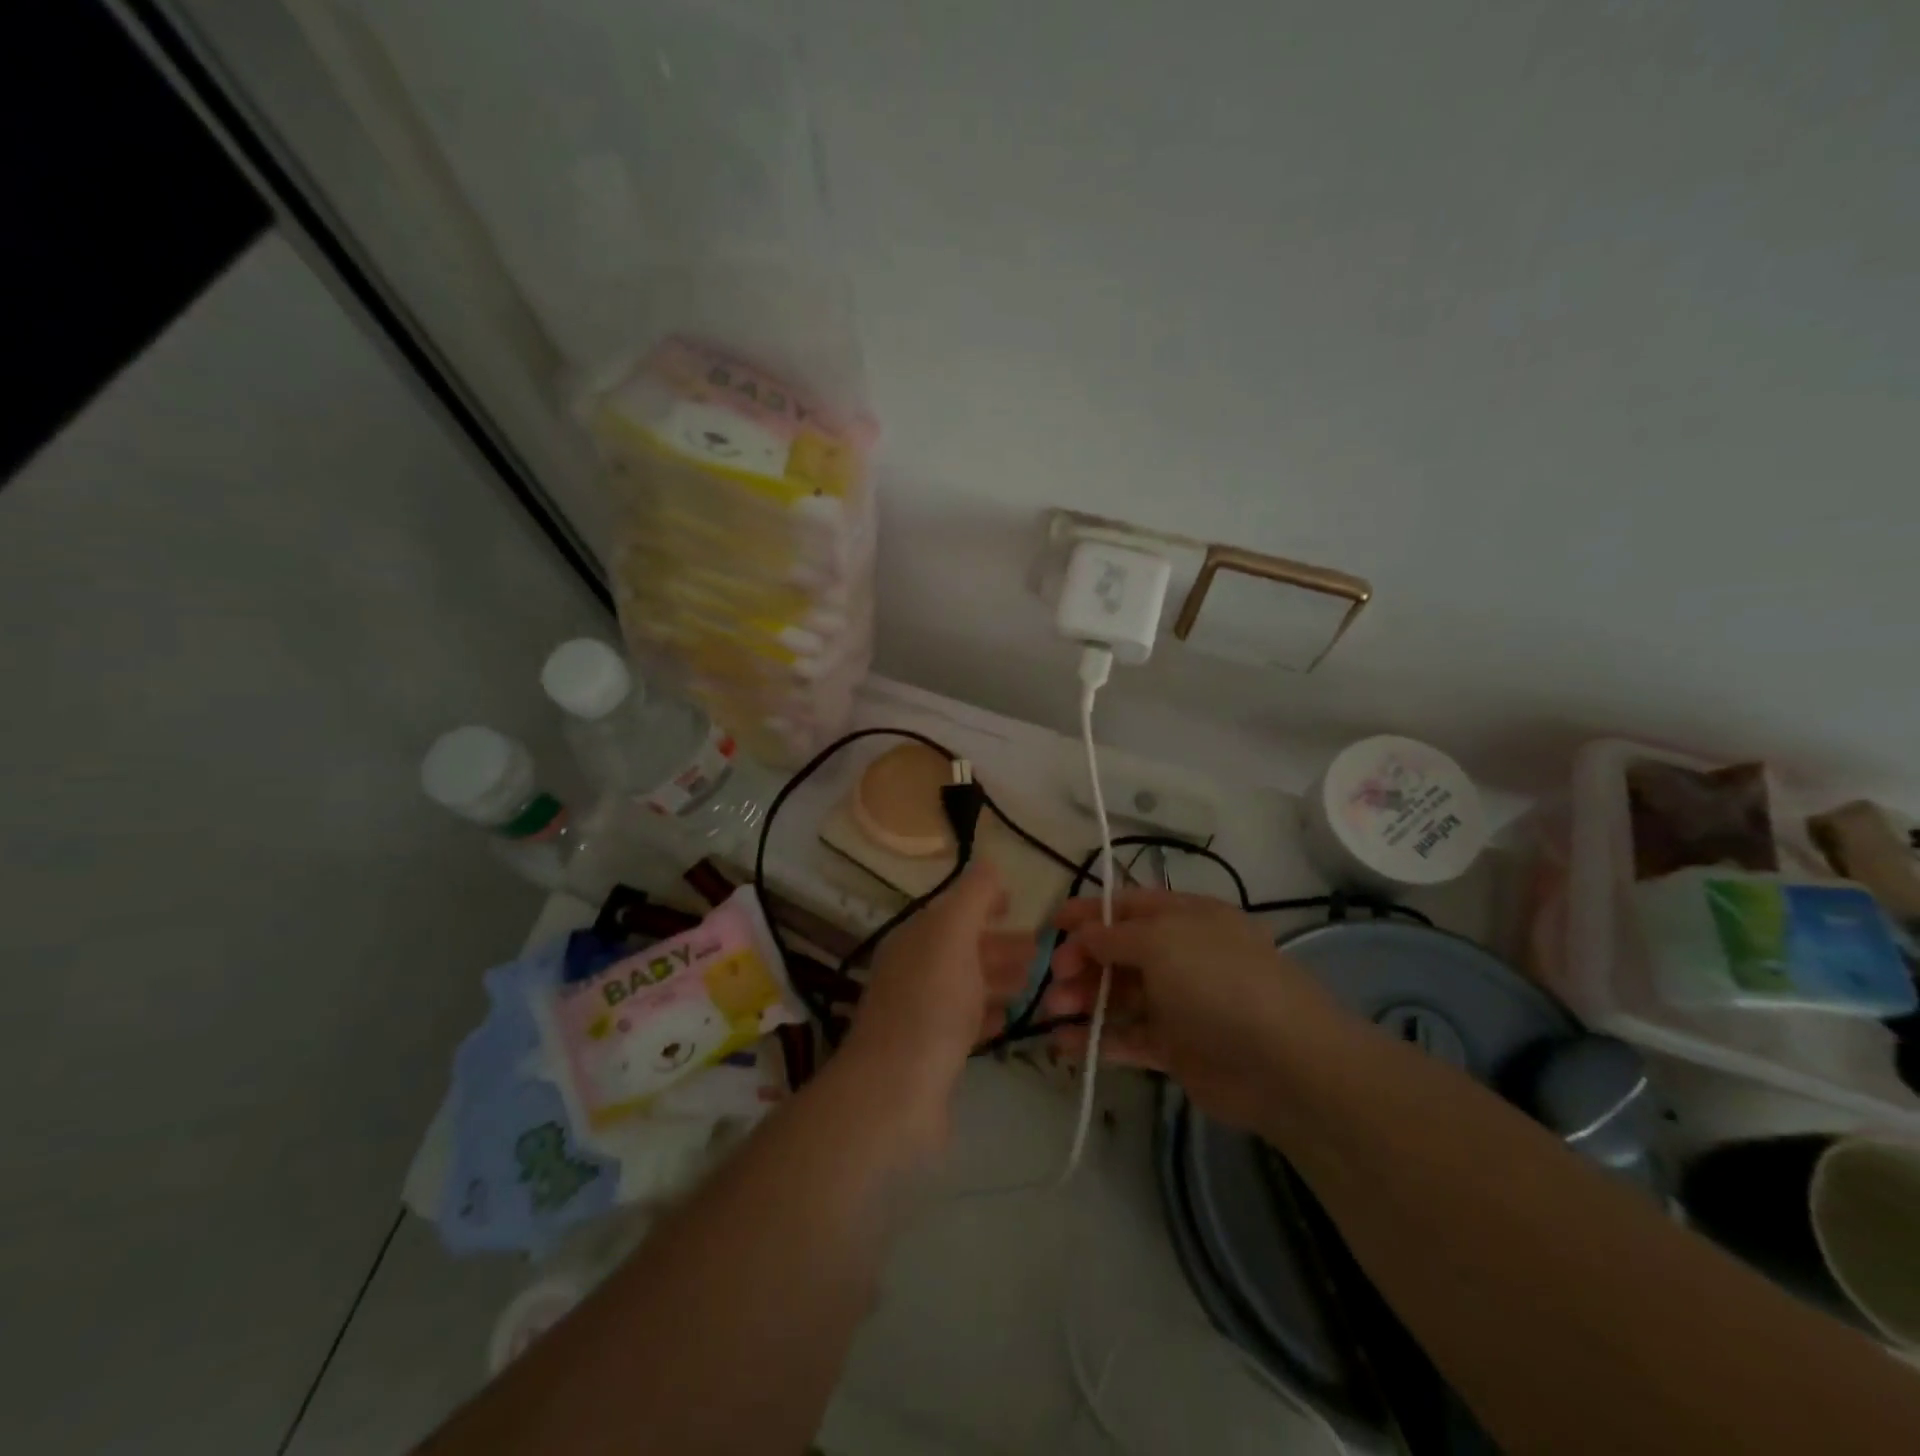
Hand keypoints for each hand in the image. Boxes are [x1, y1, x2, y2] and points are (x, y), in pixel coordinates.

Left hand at [842, 862, 1033, 1106]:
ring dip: (1002, 977)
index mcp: (915, 937)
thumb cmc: (930, 1004)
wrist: (895, 1094)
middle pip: (964, 947)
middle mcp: (915, 969)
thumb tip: (990, 864)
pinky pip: (967, 1022)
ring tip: (1042, 981)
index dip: (985, 901)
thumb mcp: (953, 934)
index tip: (1020, 904)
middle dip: (1003, 943)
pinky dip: (991, 1013)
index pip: (953, 908)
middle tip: (1047, 950)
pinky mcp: (933, 1053)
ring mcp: (922, 1012)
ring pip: (968, 984)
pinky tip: (1014, 1017)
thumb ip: (973, 896)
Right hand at [1044, 889, 1342, 1131]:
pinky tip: (1063, 1043)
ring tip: (1053, 1011)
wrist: (1283, 1064)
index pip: (1128, 907)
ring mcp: (1179, 1003)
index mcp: (1186, 918)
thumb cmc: (1219, 982)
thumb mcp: (1163, 942)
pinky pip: (1128, 1036)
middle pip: (1119, 952)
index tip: (1051, 924)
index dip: (1089, 912)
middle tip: (1053, 978)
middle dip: (1081, 960)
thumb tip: (1084, 932)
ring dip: (1083, 999)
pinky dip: (1097, 1039)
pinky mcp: (1176, 1048)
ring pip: (1119, 995)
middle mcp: (1181, 955)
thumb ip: (1115, 936)